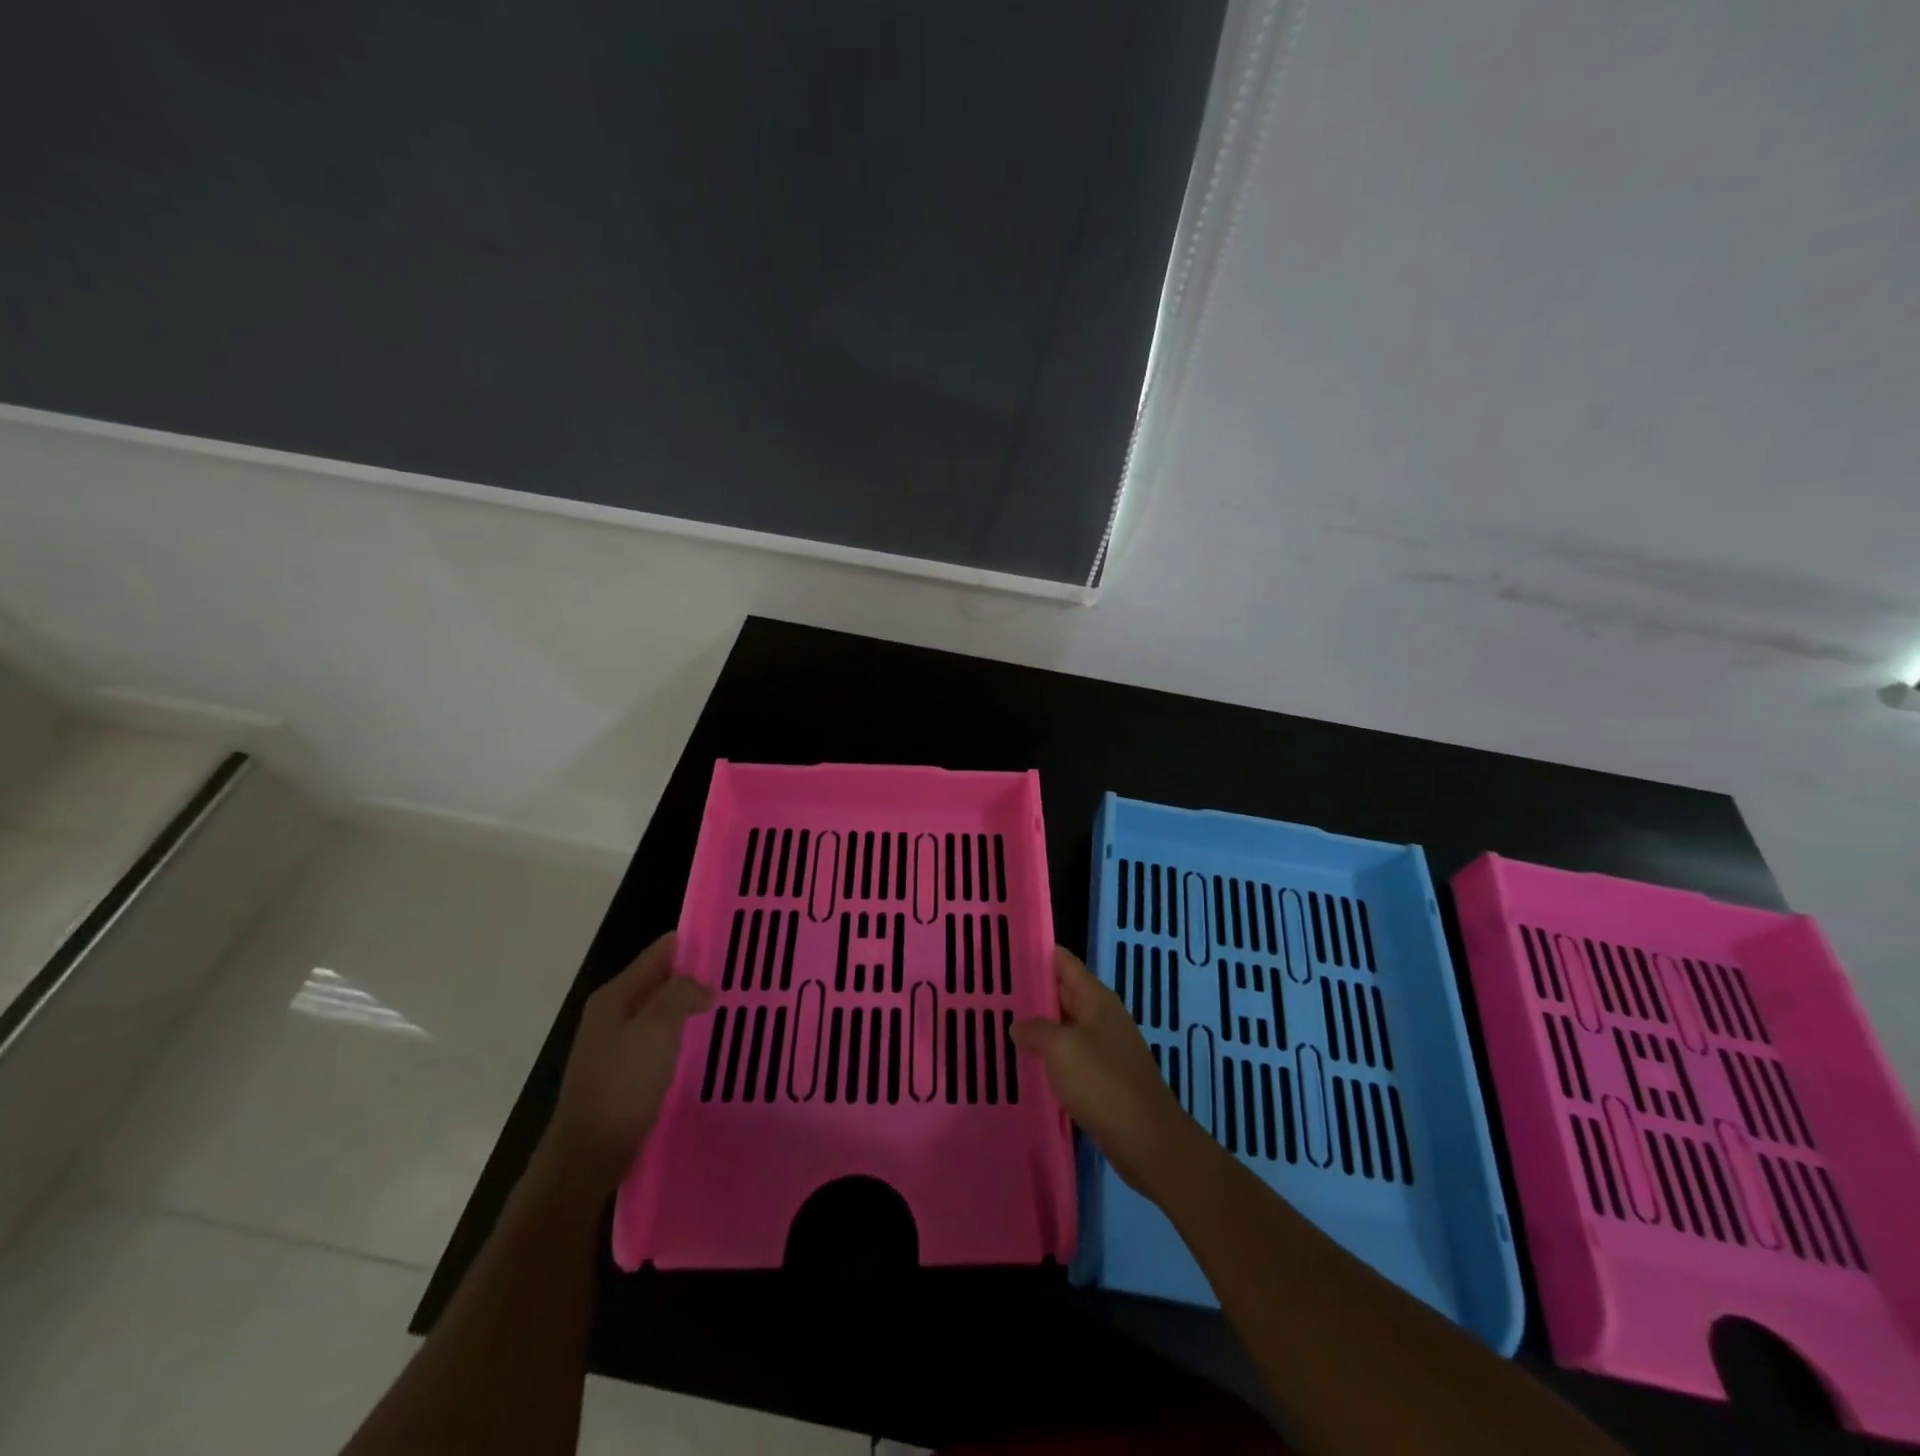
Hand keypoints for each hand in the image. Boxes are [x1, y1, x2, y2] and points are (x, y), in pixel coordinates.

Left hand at [545, 932, 713, 1193]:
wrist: (588, 1155)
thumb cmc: (622, 1084)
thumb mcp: (656, 1029)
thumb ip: (681, 994)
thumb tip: (703, 986)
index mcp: (615, 995)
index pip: (660, 952)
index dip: (694, 944)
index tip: (733, 943)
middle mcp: (613, 1012)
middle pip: (662, 980)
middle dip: (697, 977)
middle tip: (741, 977)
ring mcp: (617, 1044)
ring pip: (663, 1012)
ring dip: (691, 1008)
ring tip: (732, 1007)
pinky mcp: (626, 1072)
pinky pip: (661, 1041)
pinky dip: (683, 1036)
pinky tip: (707, 1045)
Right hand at [1013, 947, 1199, 1195]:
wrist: (1146, 1140)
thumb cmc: (1103, 1083)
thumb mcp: (1061, 1049)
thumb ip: (1036, 1030)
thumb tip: (1018, 1024)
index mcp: (1096, 999)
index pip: (1064, 962)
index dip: (1037, 954)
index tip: (1005, 952)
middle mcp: (1102, 1017)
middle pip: (1063, 993)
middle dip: (1032, 992)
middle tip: (992, 991)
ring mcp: (1105, 1048)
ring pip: (1065, 1026)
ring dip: (1038, 1026)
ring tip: (1001, 1025)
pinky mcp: (1104, 1078)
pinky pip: (1070, 1056)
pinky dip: (1050, 1056)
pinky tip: (1027, 1063)